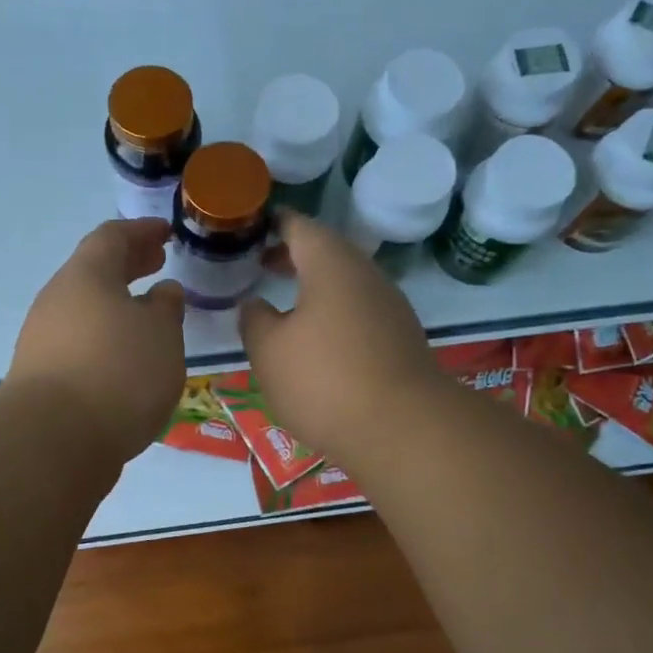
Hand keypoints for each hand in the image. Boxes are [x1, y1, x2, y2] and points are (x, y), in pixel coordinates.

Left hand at [4, 218, 186, 464]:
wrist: (53, 441)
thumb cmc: (118, 373)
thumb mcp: (161, 335)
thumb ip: (166, 309)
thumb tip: (162, 292)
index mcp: (86, 276)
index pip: (113, 237)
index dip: (142, 231)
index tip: (166, 233)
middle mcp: (57, 300)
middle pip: (94, 271)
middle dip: (129, 265)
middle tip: (158, 263)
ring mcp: (43, 339)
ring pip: (86, 309)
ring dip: (117, 305)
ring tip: (149, 317)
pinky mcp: (41, 376)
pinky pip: (80, 342)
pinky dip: (106, 338)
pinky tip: (126, 359)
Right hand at [238, 213, 449, 468]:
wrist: (402, 428)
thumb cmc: (323, 379)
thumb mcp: (268, 350)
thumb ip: (254, 320)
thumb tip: (255, 304)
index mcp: (330, 264)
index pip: (298, 226)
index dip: (272, 224)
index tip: (250, 228)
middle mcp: (365, 275)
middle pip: (326, 252)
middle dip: (292, 256)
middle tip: (260, 264)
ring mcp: (389, 306)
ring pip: (345, 283)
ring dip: (314, 287)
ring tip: (284, 304)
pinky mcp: (400, 338)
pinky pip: (359, 311)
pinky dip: (333, 313)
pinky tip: (316, 340)